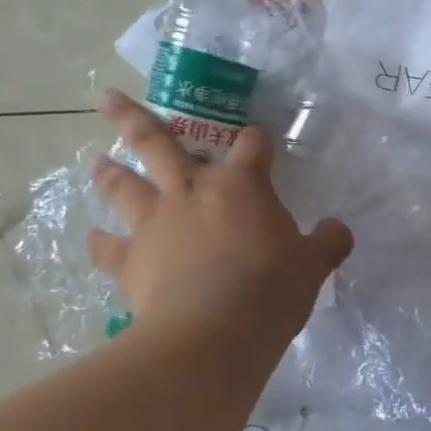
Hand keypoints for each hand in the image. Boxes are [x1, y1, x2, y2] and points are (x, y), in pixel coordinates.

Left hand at [85, 90, 353, 349]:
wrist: (213, 333)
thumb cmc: (270, 290)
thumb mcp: (313, 266)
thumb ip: (327, 242)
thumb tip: (337, 230)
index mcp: (241, 185)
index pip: (252, 145)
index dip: (257, 140)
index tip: (259, 140)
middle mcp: (191, 191)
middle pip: (157, 143)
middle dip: (133, 118)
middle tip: (107, 97)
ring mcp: (155, 223)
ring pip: (124, 186)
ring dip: (110, 172)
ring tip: (98, 161)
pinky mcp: (130, 260)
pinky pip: (108, 247)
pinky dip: (100, 243)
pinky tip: (94, 239)